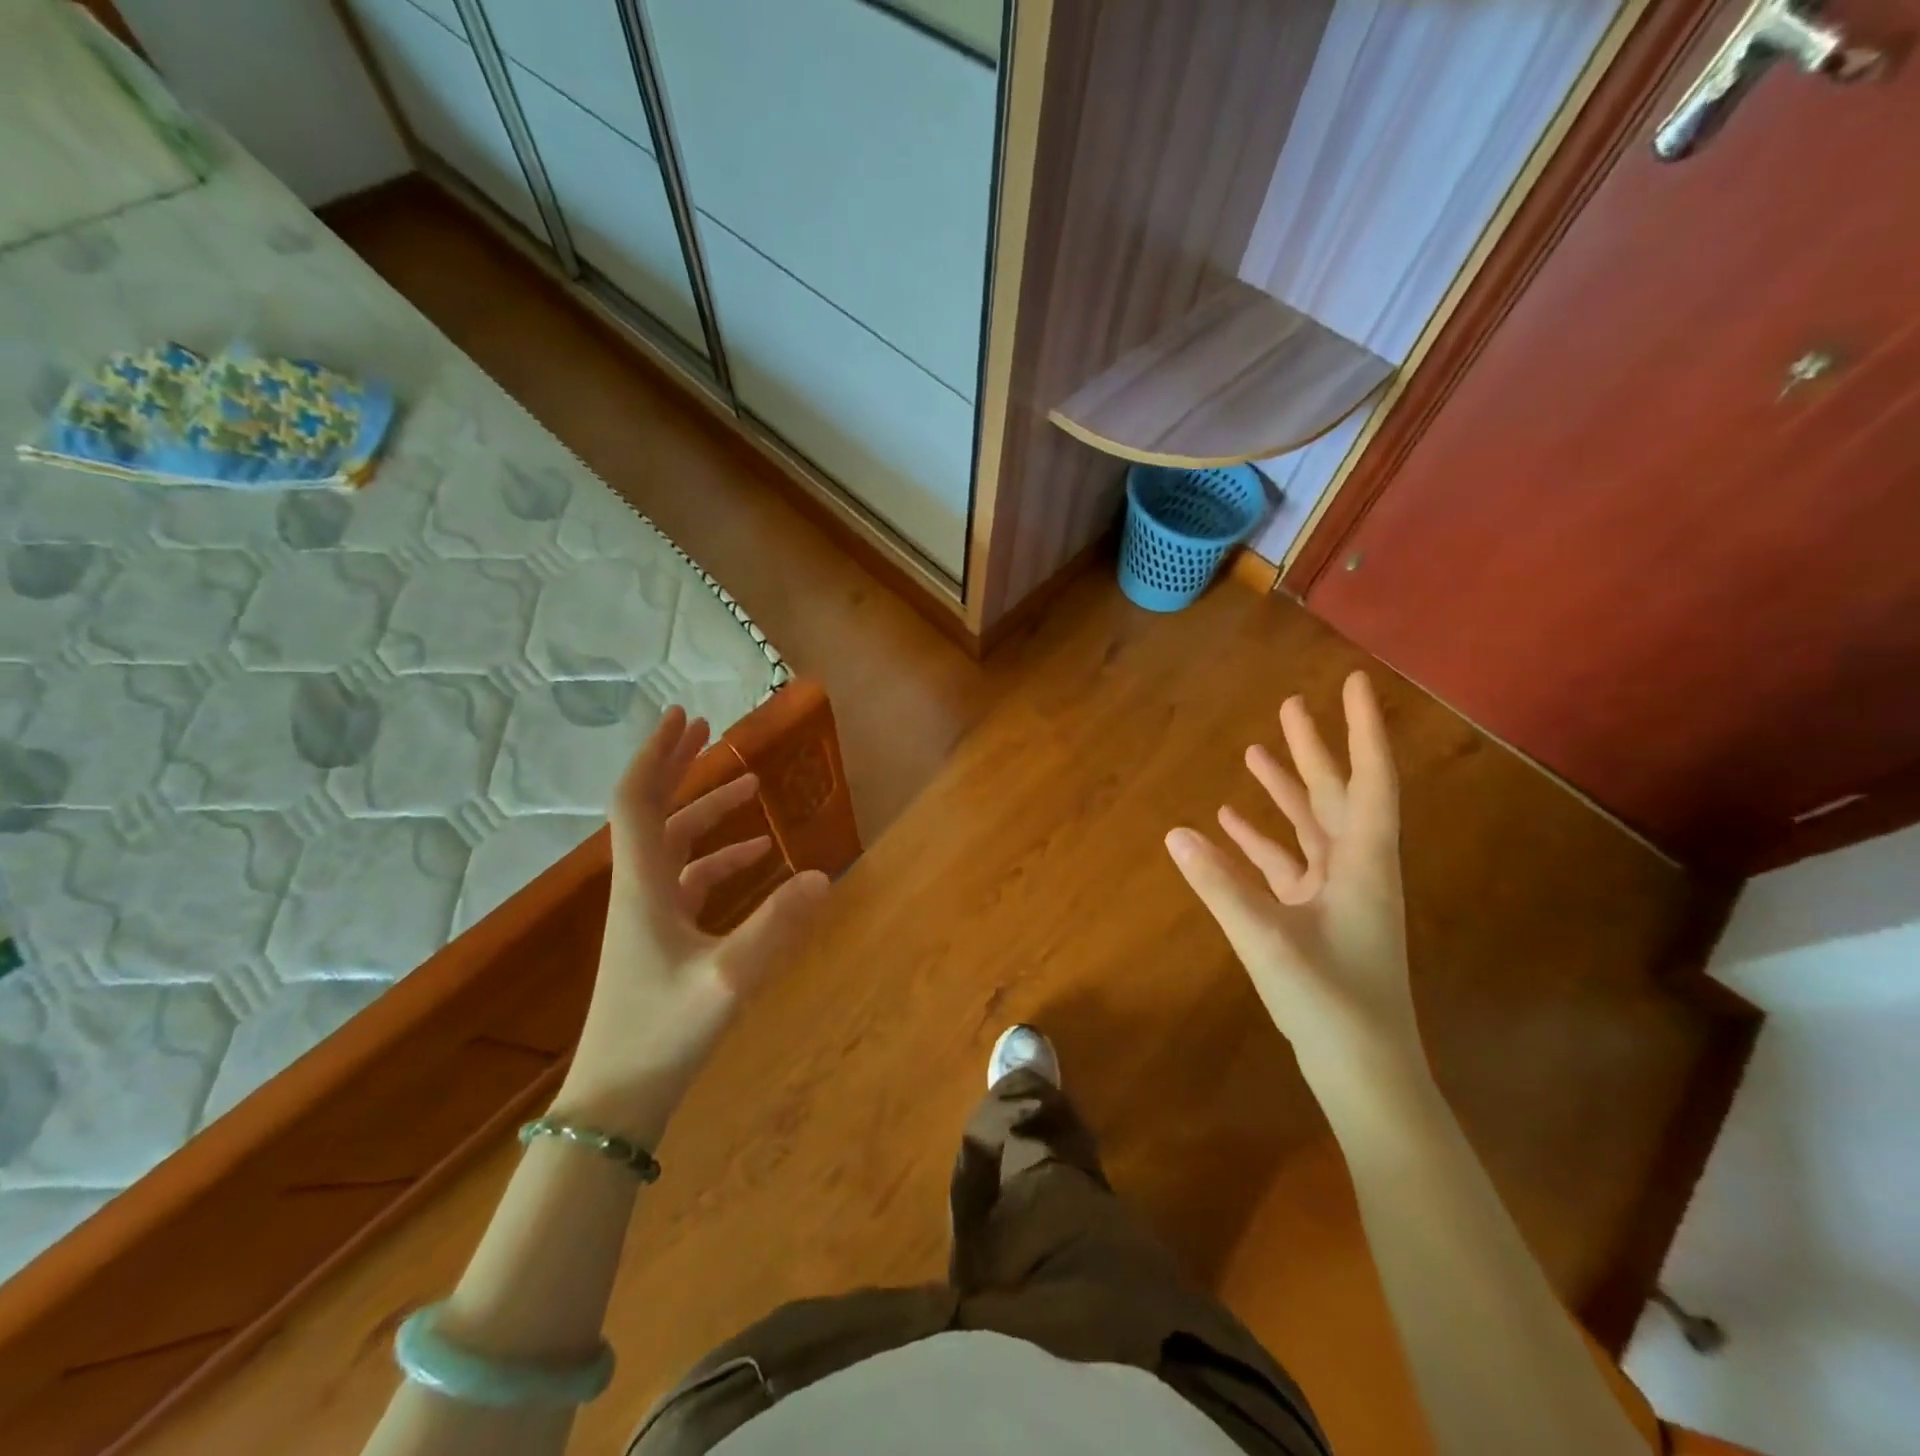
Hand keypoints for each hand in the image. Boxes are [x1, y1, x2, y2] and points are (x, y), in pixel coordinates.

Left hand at [556, 707, 829, 1142]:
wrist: (618, 1099)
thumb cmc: (663, 1033)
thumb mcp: (729, 979)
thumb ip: (777, 926)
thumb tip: (822, 874)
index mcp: (643, 885)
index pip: (638, 801)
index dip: (658, 755)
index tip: (686, 718)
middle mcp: (640, 889)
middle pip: (653, 811)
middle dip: (680, 767)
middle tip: (711, 732)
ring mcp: (648, 915)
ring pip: (674, 844)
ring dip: (706, 811)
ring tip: (749, 787)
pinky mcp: (661, 939)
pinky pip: (689, 880)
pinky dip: (719, 859)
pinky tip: (755, 858)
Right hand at [1164, 671, 1423, 1095]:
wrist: (1364, 1071)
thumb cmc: (1331, 1002)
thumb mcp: (1268, 940)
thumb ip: (1220, 885)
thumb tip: (1175, 834)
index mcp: (1363, 864)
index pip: (1369, 780)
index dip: (1363, 730)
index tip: (1355, 685)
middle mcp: (1356, 869)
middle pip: (1336, 794)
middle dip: (1314, 749)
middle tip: (1290, 705)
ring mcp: (1337, 894)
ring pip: (1312, 826)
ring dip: (1286, 790)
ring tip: (1254, 753)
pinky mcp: (1317, 916)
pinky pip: (1288, 863)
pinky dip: (1263, 839)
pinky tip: (1229, 825)